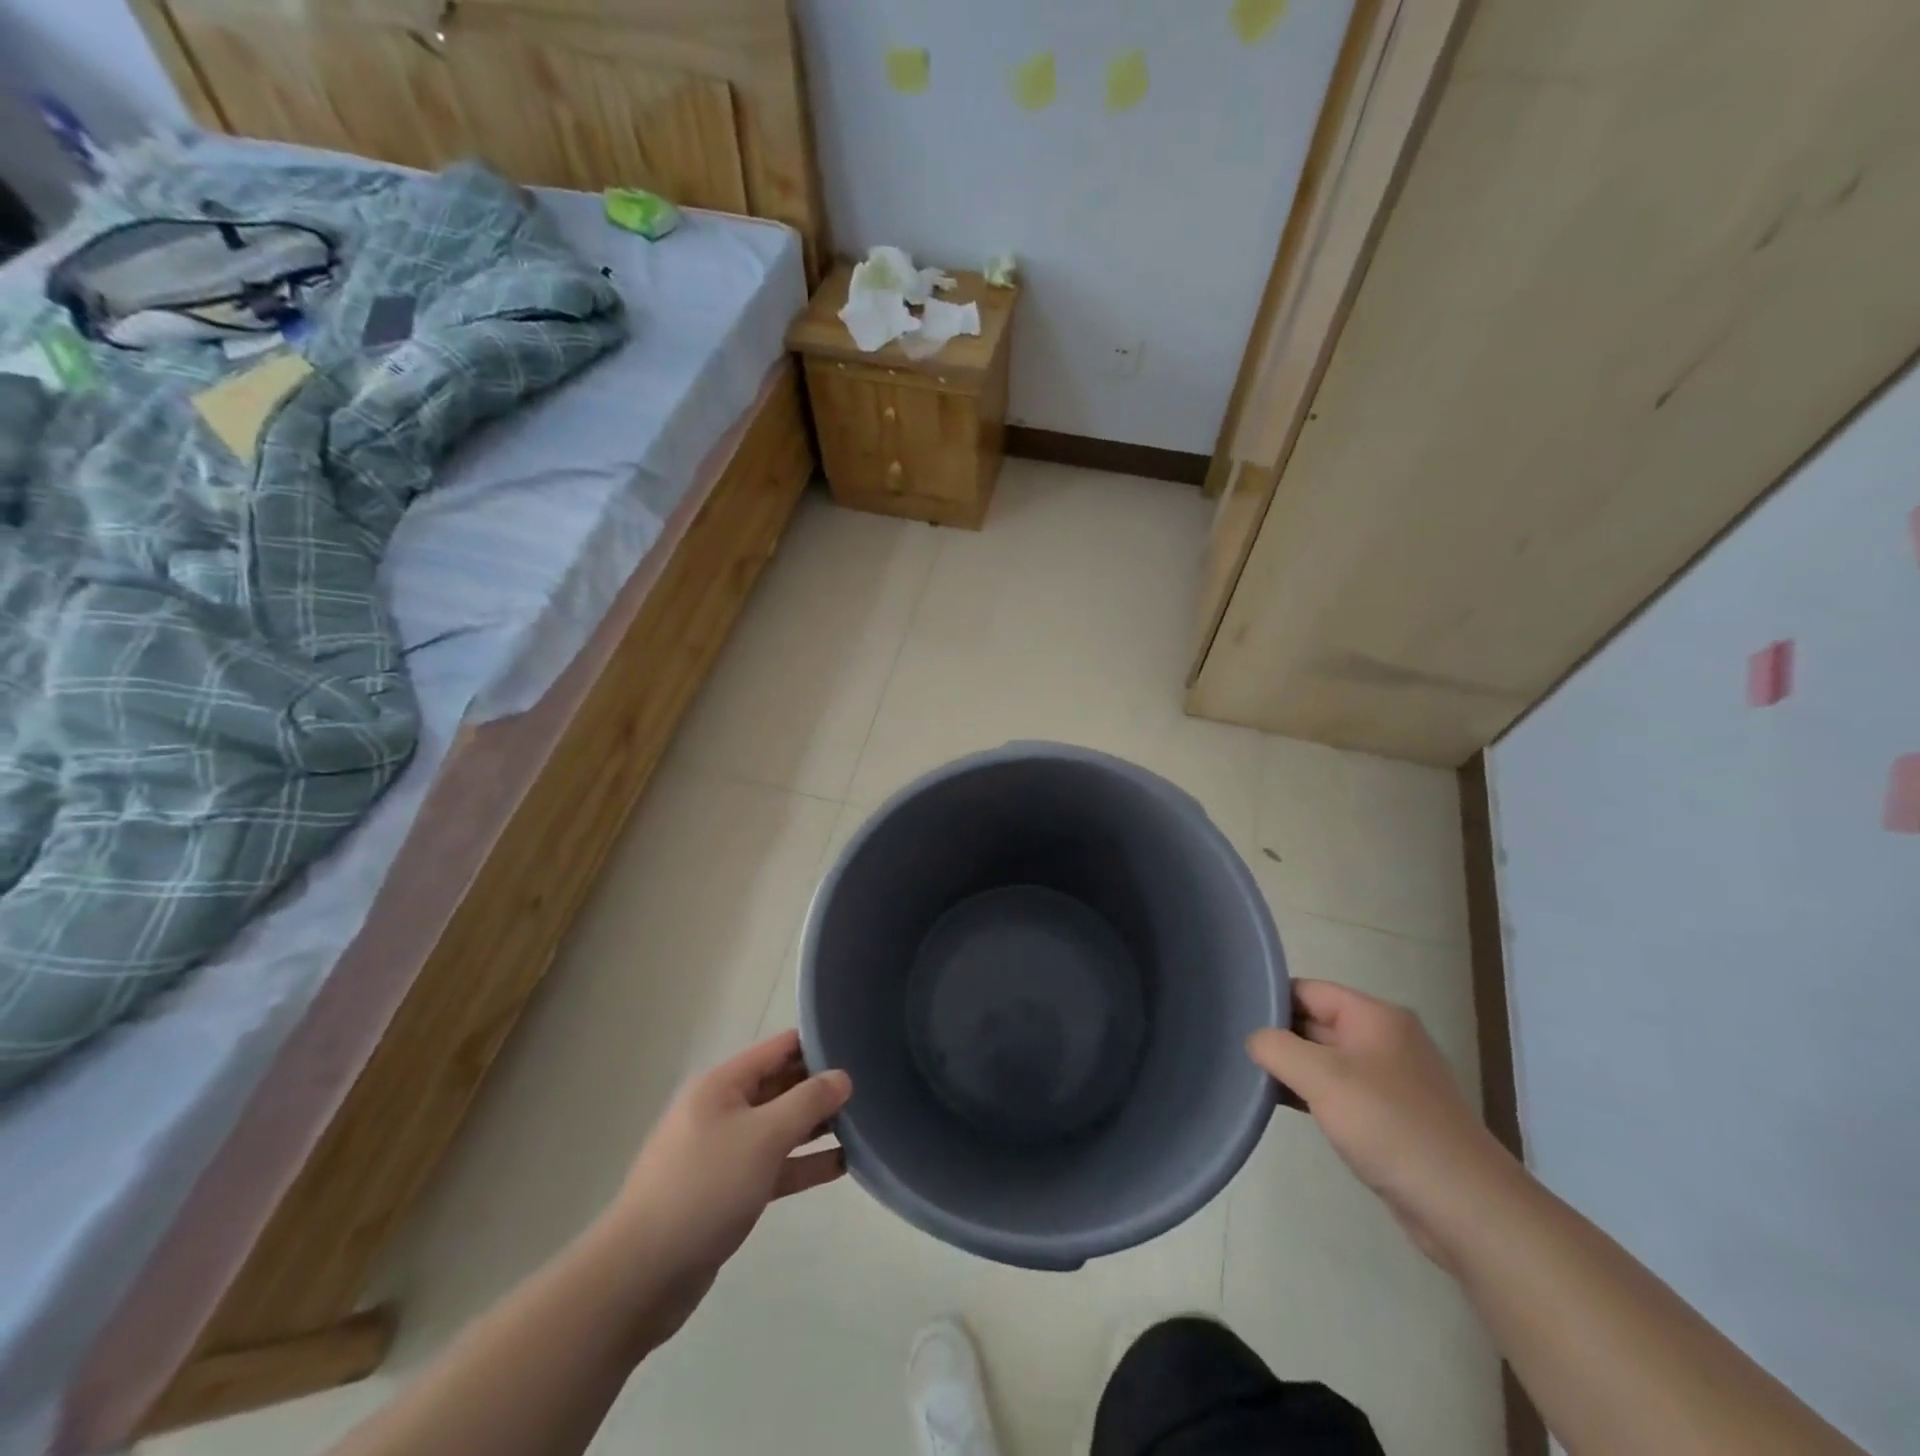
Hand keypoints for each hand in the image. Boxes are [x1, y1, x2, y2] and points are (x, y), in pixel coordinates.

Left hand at [604, 1029, 850, 1342]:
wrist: (642, 1276)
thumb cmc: (704, 1188)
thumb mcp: (763, 1137)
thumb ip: (807, 1103)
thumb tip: (842, 1076)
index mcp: (722, 1085)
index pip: (778, 1049)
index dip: (817, 1045)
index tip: (858, 1046)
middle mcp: (722, 1110)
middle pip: (781, 1086)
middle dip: (821, 1087)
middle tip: (870, 1089)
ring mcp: (724, 1152)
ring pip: (780, 1128)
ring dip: (816, 1127)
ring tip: (865, 1125)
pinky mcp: (728, 1191)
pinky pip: (774, 1166)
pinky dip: (803, 1164)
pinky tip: (842, 1166)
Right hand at [1247, 980, 1515, 1267]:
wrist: (1466, 1207)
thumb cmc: (1391, 1126)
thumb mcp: (1322, 1077)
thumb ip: (1276, 1047)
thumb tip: (1254, 1040)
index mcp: (1375, 1016)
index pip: (1307, 990)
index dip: (1270, 1000)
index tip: (1233, 1018)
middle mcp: (1384, 1038)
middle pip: (1316, 1021)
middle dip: (1278, 1035)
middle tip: (1234, 1048)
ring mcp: (1390, 1078)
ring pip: (1325, 1058)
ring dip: (1293, 1068)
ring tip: (1250, 1076)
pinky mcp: (1391, 1115)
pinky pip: (1340, 1090)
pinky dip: (1311, 1093)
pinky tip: (1282, 1105)